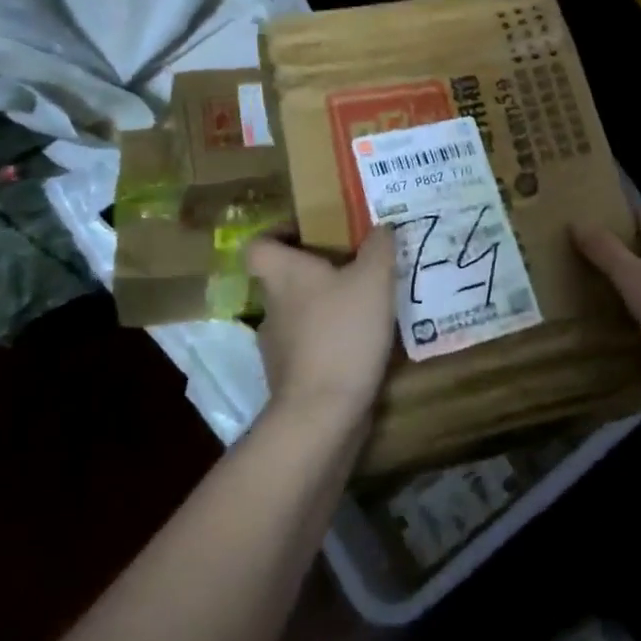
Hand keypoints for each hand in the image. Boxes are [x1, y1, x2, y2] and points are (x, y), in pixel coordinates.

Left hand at [245, 224, 396, 427]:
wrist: (322, 413)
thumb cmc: (343, 332)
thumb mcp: (374, 279)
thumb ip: (379, 248)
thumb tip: (381, 228)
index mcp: (284, 275)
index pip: (259, 245)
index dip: (279, 234)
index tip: (311, 233)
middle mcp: (273, 307)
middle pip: (285, 279)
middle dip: (317, 272)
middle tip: (356, 267)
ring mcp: (277, 346)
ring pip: (299, 314)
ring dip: (326, 308)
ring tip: (366, 306)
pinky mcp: (291, 378)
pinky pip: (311, 347)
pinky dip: (331, 342)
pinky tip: (363, 342)